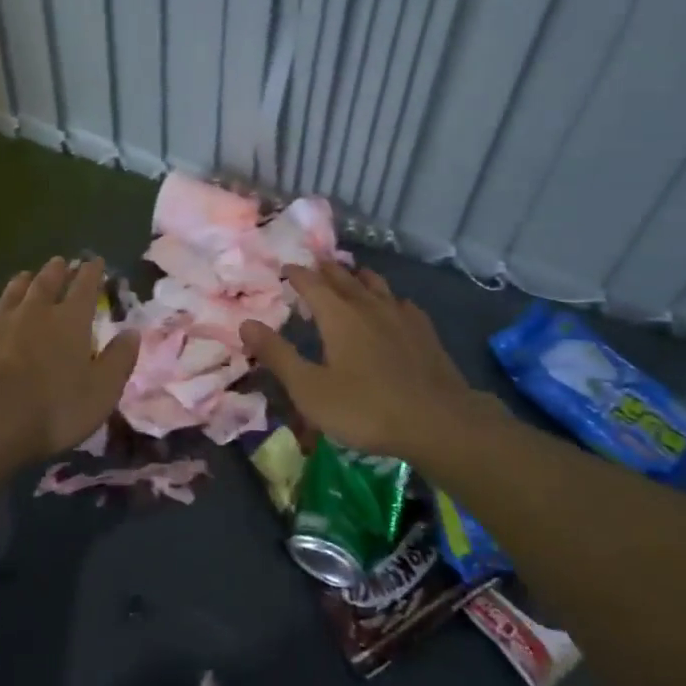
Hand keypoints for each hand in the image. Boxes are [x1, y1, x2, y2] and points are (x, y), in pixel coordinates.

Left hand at [0, 256, 138, 467]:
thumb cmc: (52, 410)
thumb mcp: (101, 392)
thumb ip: (118, 360)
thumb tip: (133, 332)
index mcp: (70, 322)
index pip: (85, 288)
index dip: (92, 273)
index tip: (95, 261)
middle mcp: (33, 312)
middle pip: (46, 284)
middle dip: (56, 272)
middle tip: (60, 262)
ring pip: (11, 294)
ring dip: (21, 283)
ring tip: (26, 275)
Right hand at [241, 262, 476, 459]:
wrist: (439, 422)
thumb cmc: (366, 408)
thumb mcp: (310, 389)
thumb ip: (278, 355)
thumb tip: (245, 324)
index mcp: (338, 316)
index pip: (311, 283)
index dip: (297, 273)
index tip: (287, 267)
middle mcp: (368, 306)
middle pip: (343, 278)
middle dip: (326, 269)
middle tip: (315, 263)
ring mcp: (400, 316)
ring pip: (375, 285)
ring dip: (358, 277)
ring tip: (351, 275)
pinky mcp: (424, 332)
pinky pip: (402, 303)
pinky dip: (389, 298)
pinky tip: (394, 307)